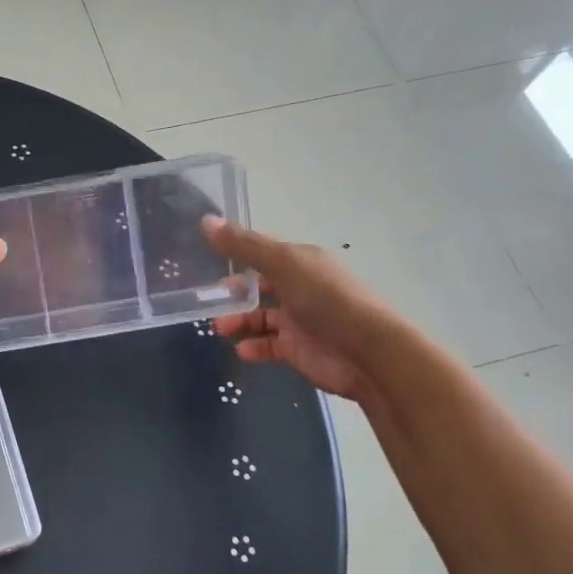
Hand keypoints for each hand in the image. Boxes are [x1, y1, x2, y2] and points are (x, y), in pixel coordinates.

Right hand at [200, 217, 403, 403]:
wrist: (366, 353)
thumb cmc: (325, 299)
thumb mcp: (282, 264)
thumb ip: (243, 245)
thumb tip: (206, 220)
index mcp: (299, 262)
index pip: (262, 253)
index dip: (235, 254)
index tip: (205, 260)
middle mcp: (299, 287)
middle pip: (258, 286)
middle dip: (233, 293)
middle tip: (207, 300)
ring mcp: (298, 320)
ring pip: (260, 317)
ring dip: (238, 321)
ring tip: (219, 327)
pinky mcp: (297, 350)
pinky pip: (268, 346)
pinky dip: (253, 347)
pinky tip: (241, 349)